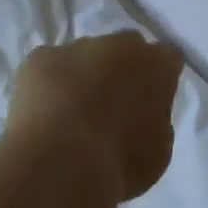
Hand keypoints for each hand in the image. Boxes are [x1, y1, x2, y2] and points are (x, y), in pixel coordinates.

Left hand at [8, 31, 182, 201]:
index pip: (167, 60)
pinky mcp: (40, 58)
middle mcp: (121, 44)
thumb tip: (142, 114)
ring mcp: (78, 46)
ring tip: (69, 117)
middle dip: (121, 70)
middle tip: (110, 107)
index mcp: (158, 64)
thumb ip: (156, 119)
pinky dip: (46, 85)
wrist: (61, 163)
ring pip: (84, 56)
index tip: (149, 103)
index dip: (157, 80)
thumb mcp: (158, 149)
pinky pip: (47, 67)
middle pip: (125, 49)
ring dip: (82, 76)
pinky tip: (42, 115)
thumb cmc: (121, 162)